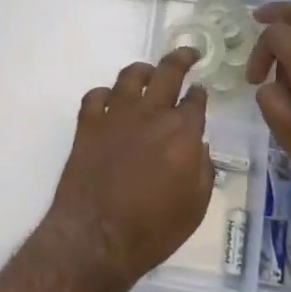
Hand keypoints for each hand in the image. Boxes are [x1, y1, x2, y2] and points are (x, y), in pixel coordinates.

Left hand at [35, 48, 214, 288]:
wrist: (97, 237)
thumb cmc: (153, 229)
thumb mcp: (195, 206)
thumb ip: (203, 169)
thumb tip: (199, 145)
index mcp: (182, 133)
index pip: (196, 100)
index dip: (200, 94)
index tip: (201, 92)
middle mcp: (150, 115)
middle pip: (167, 72)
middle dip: (181, 58)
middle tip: (189, 54)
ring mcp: (116, 116)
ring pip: (130, 76)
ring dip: (143, 70)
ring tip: (148, 72)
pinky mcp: (87, 125)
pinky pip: (96, 96)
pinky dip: (105, 94)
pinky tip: (110, 101)